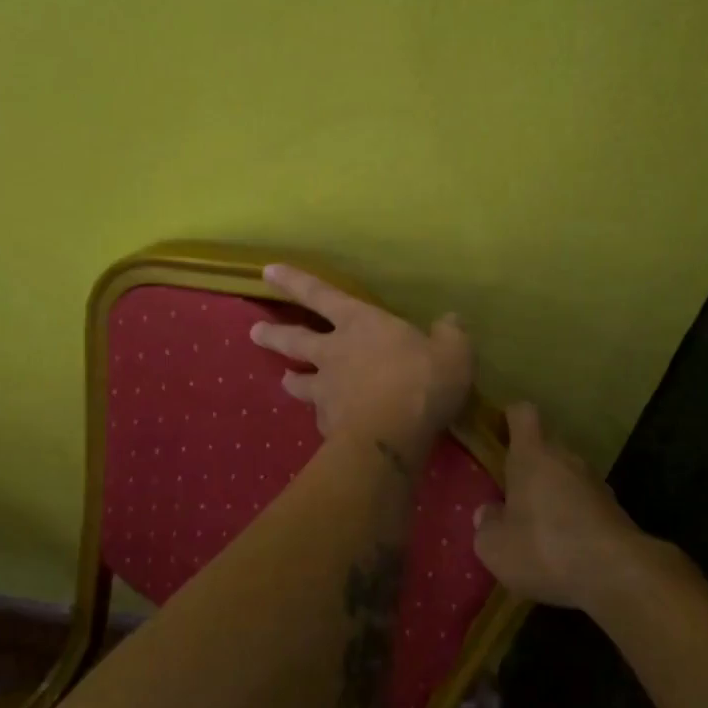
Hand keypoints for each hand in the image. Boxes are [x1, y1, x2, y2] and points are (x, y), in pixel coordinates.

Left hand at [250, 265, 472, 456]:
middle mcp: (334, 352)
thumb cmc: (421, 381)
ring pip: (298, 381)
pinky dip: (324, 417)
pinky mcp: (327, 425)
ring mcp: (326, 390)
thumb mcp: (453, 351)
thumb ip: (450, 334)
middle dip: (272, 333)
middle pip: (294, 339)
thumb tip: (449, 321)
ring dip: (290, 378)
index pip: (320, 294)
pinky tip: (329, 423)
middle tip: (254, 332)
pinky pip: (321, 417)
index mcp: (360, 323)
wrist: (392, 436)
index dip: (293, 281)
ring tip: (284, 379)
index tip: (266, 271)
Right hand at [473, 403, 643, 609]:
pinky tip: (566, 551)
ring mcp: (595, 483)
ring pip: (567, 478)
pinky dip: (574, 520)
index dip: (510, 418)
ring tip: (539, 531)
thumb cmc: (544, 547)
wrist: (617, 573)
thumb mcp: (495, 546)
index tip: (500, 433)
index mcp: (532, 454)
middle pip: (545, 448)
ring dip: (554, 496)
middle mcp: (566, 458)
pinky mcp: (615, 510)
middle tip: (513, 499)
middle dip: (530, 469)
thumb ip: (486, 525)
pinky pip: (585, 505)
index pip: (522, 414)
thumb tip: (488, 513)